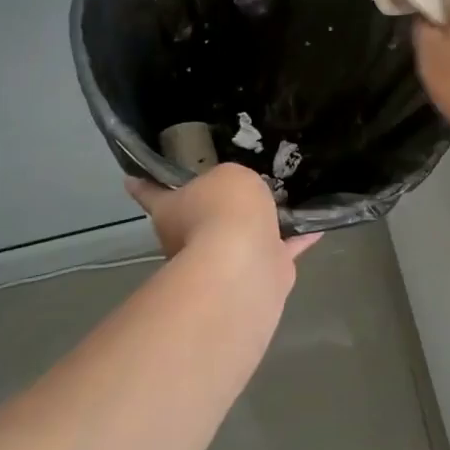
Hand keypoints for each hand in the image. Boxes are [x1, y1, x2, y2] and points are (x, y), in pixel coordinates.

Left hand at [126, 163, 321, 271]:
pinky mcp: (259, 275)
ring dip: (258, 225)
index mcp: (171, 210)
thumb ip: (232, 179)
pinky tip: (316, 225)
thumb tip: (240, 195)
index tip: (132, 178)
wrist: (244, 264)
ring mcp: (225, 261)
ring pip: (240, 237)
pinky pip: (280, 249)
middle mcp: (191, 239)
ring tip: (283, 199)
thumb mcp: (227, 175)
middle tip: (240, 183)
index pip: (151, 192)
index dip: (143, 184)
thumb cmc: (222, 209)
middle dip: (214, 206)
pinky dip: (296, 239)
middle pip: (199, 217)